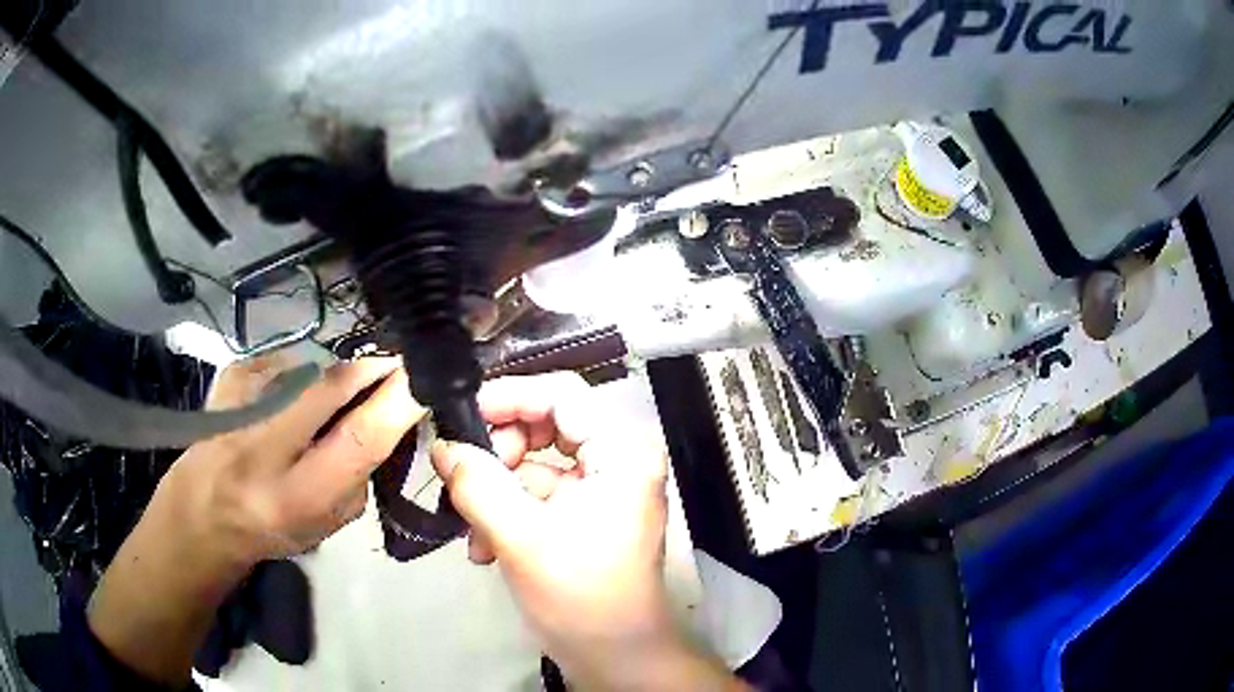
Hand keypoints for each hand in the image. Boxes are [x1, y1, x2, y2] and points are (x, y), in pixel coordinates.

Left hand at [90, 356, 424, 683]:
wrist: (201, 512)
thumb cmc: (271, 529)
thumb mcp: (324, 525)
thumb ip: (357, 478)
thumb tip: (382, 424)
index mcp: (297, 496)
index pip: (359, 439)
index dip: (397, 402)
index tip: (422, 380)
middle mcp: (264, 447)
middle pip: (330, 385)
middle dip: (370, 369)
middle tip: (393, 368)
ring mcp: (240, 404)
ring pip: (308, 369)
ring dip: (331, 378)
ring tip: (325, 400)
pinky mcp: (227, 378)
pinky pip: (281, 362)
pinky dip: (296, 374)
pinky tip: (287, 395)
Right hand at [431, 373, 743, 690]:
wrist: (617, 657)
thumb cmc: (580, 596)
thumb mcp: (520, 537)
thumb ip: (476, 484)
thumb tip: (442, 445)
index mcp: (622, 452)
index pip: (562, 394)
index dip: (508, 397)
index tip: (461, 418)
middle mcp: (619, 459)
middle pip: (547, 424)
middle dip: (498, 451)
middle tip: (465, 478)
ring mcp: (604, 487)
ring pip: (536, 461)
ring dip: (496, 488)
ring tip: (470, 526)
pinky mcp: (588, 512)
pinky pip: (540, 493)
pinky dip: (509, 511)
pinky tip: (484, 546)